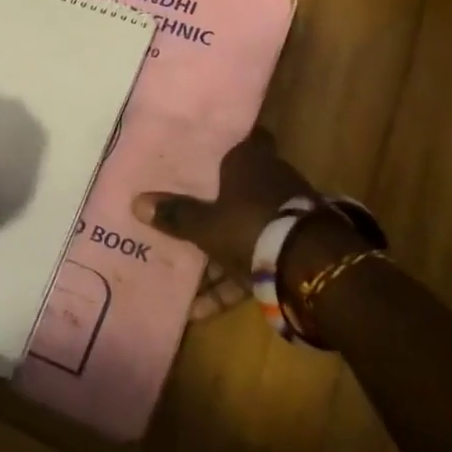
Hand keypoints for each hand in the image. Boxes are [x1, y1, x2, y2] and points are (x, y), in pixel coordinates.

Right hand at [132, 128, 317, 320]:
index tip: (199, 153)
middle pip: (237, 187)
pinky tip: (200, 311)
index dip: (222, 145)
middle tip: (180, 210)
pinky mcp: (293, 249)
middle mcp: (271, 180)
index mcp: (250, 161)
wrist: (314, 269)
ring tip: (184, 277)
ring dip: (218, 252)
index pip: (242, 139)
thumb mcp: (206, 225)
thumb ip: (175, 215)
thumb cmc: (251, 228)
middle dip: (212, 203)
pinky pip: (256, 261)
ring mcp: (285, 215)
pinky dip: (232, 283)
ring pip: (244, 227)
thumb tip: (136, 201)